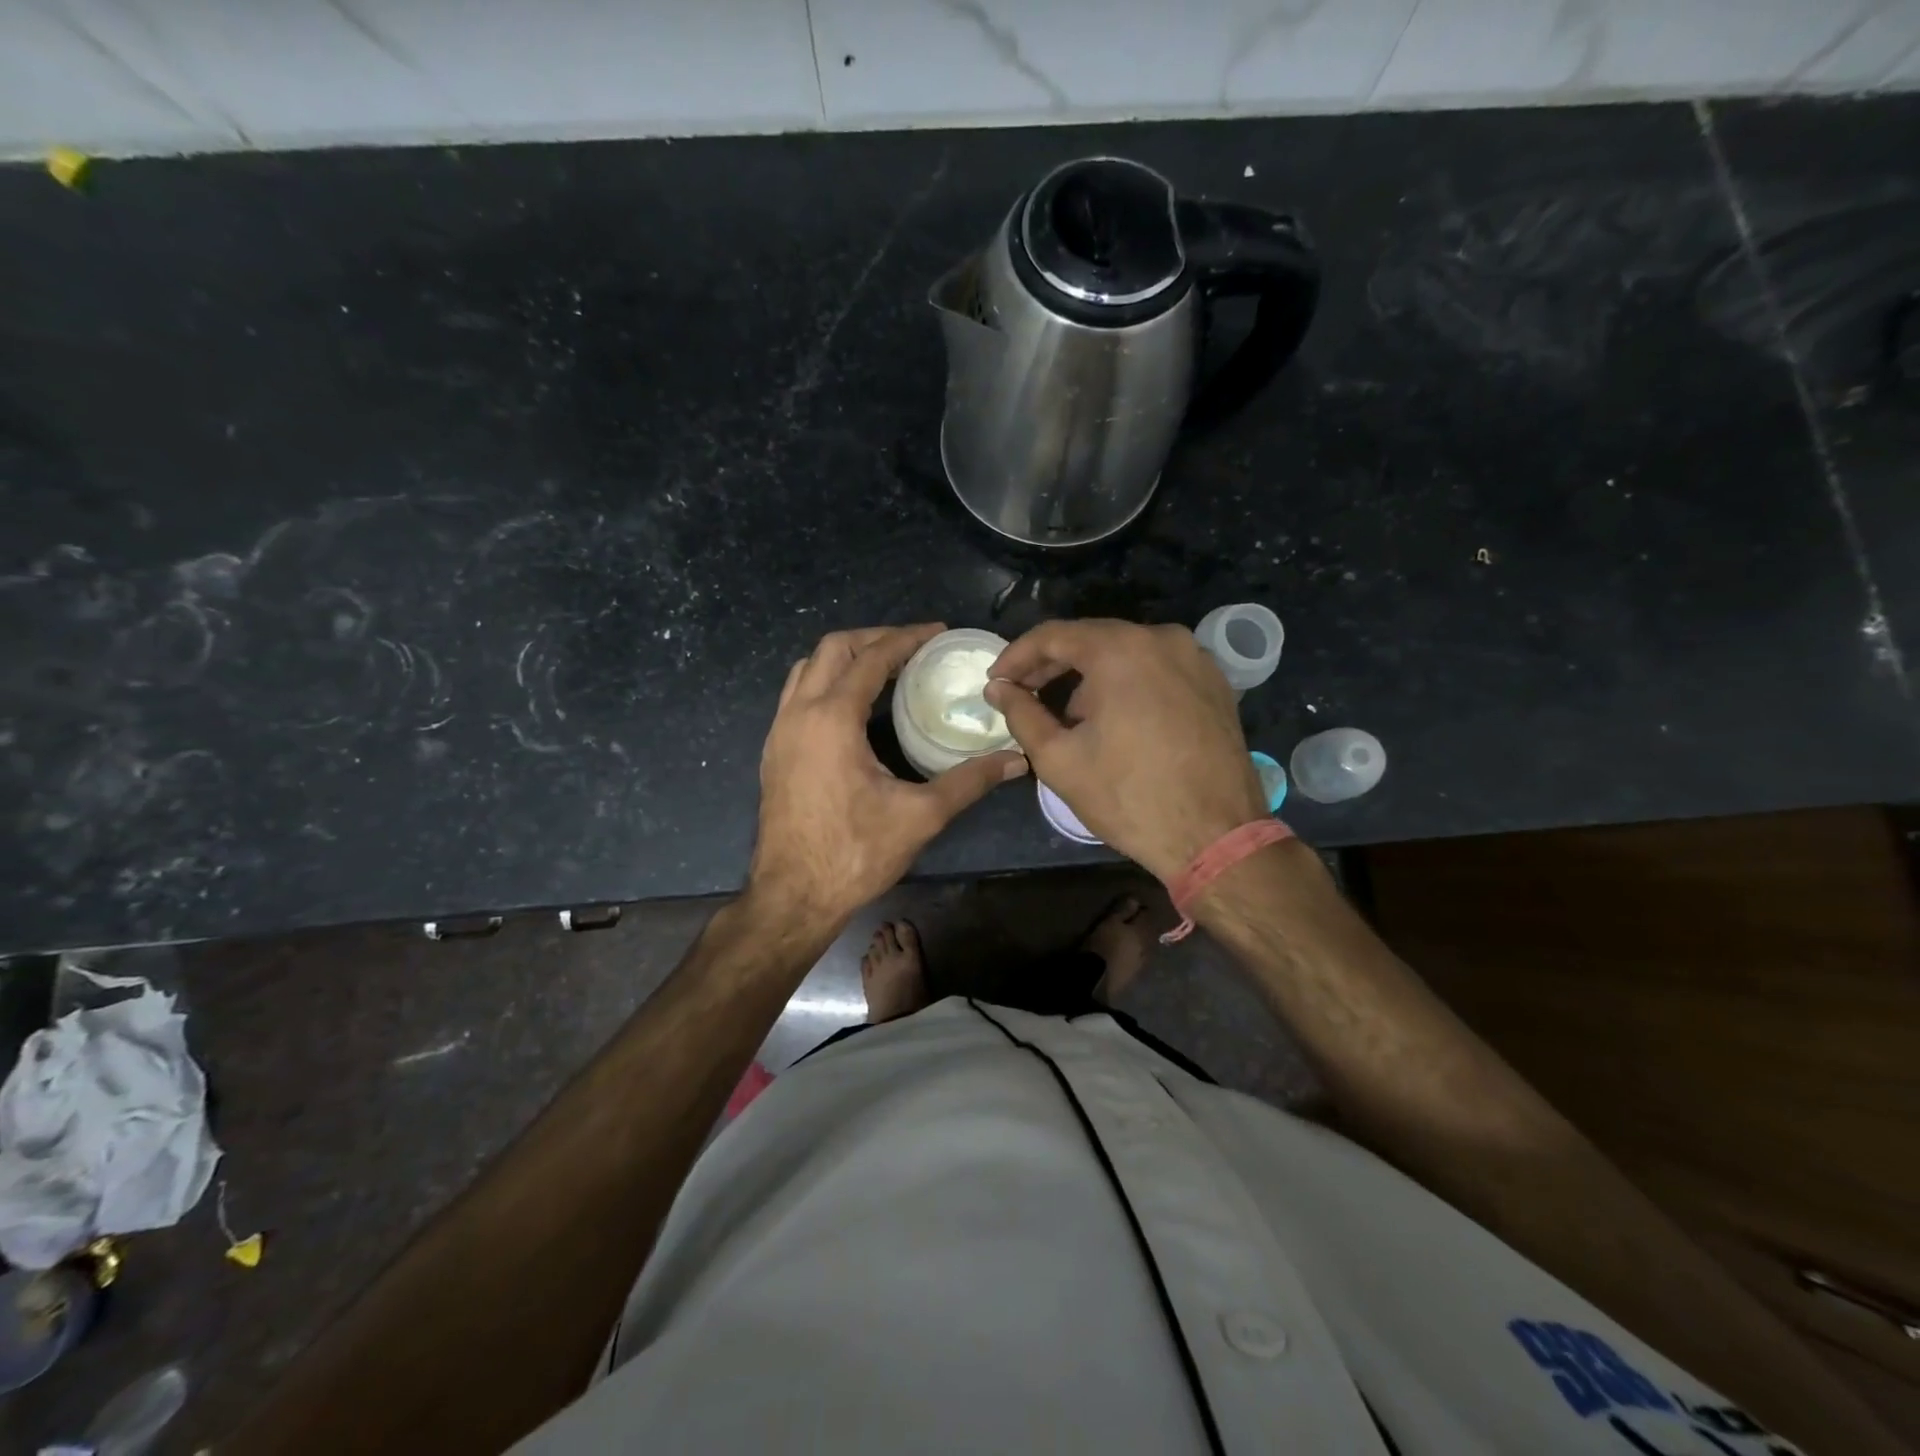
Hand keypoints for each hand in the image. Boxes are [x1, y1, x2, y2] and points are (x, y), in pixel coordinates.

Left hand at [749, 625, 1027, 925]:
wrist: (793, 896)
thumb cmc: (855, 854)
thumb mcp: (920, 815)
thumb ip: (970, 781)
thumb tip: (1017, 760)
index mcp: (832, 719)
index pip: (871, 659)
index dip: (906, 639)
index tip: (937, 631)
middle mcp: (798, 714)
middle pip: (832, 648)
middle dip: (873, 638)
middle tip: (912, 646)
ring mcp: (779, 732)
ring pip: (807, 669)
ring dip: (845, 658)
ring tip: (883, 667)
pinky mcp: (773, 751)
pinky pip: (796, 695)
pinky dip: (826, 682)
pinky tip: (853, 706)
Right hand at [985, 620, 1266, 881]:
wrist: (1216, 837)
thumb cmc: (1129, 797)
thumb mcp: (1059, 759)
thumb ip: (1021, 714)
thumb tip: (998, 689)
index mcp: (1120, 650)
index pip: (1053, 635)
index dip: (1016, 657)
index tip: (996, 682)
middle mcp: (1162, 639)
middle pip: (1092, 639)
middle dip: (1051, 665)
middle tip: (1022, 694)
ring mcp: (1195, 658)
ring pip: (1125, 653)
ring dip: (1089, 676)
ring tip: (1067, 716)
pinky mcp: (1215, 683)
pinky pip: (1157, 669)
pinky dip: (1127, 683)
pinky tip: (1114, 718)